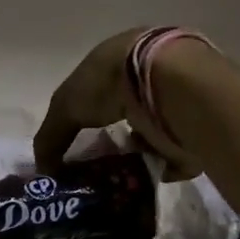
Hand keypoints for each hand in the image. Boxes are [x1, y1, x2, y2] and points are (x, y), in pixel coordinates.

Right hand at [34, 28, 202, 177]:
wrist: (169, 84)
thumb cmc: (109, 82)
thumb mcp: (65, 107)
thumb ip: (50, 138)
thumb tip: (44, 170)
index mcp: (118, 61)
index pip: (98, 91)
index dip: (86, 116)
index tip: (77, 145)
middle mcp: (147, 76)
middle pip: (126, 114)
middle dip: (112, 139)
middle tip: (97, 167)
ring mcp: (174, 99)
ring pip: (151, 133)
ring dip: (137, 153)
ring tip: (120, 176)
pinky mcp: (195, 125)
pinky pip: (175, 153)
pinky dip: (161, 166)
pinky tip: (145, 177)